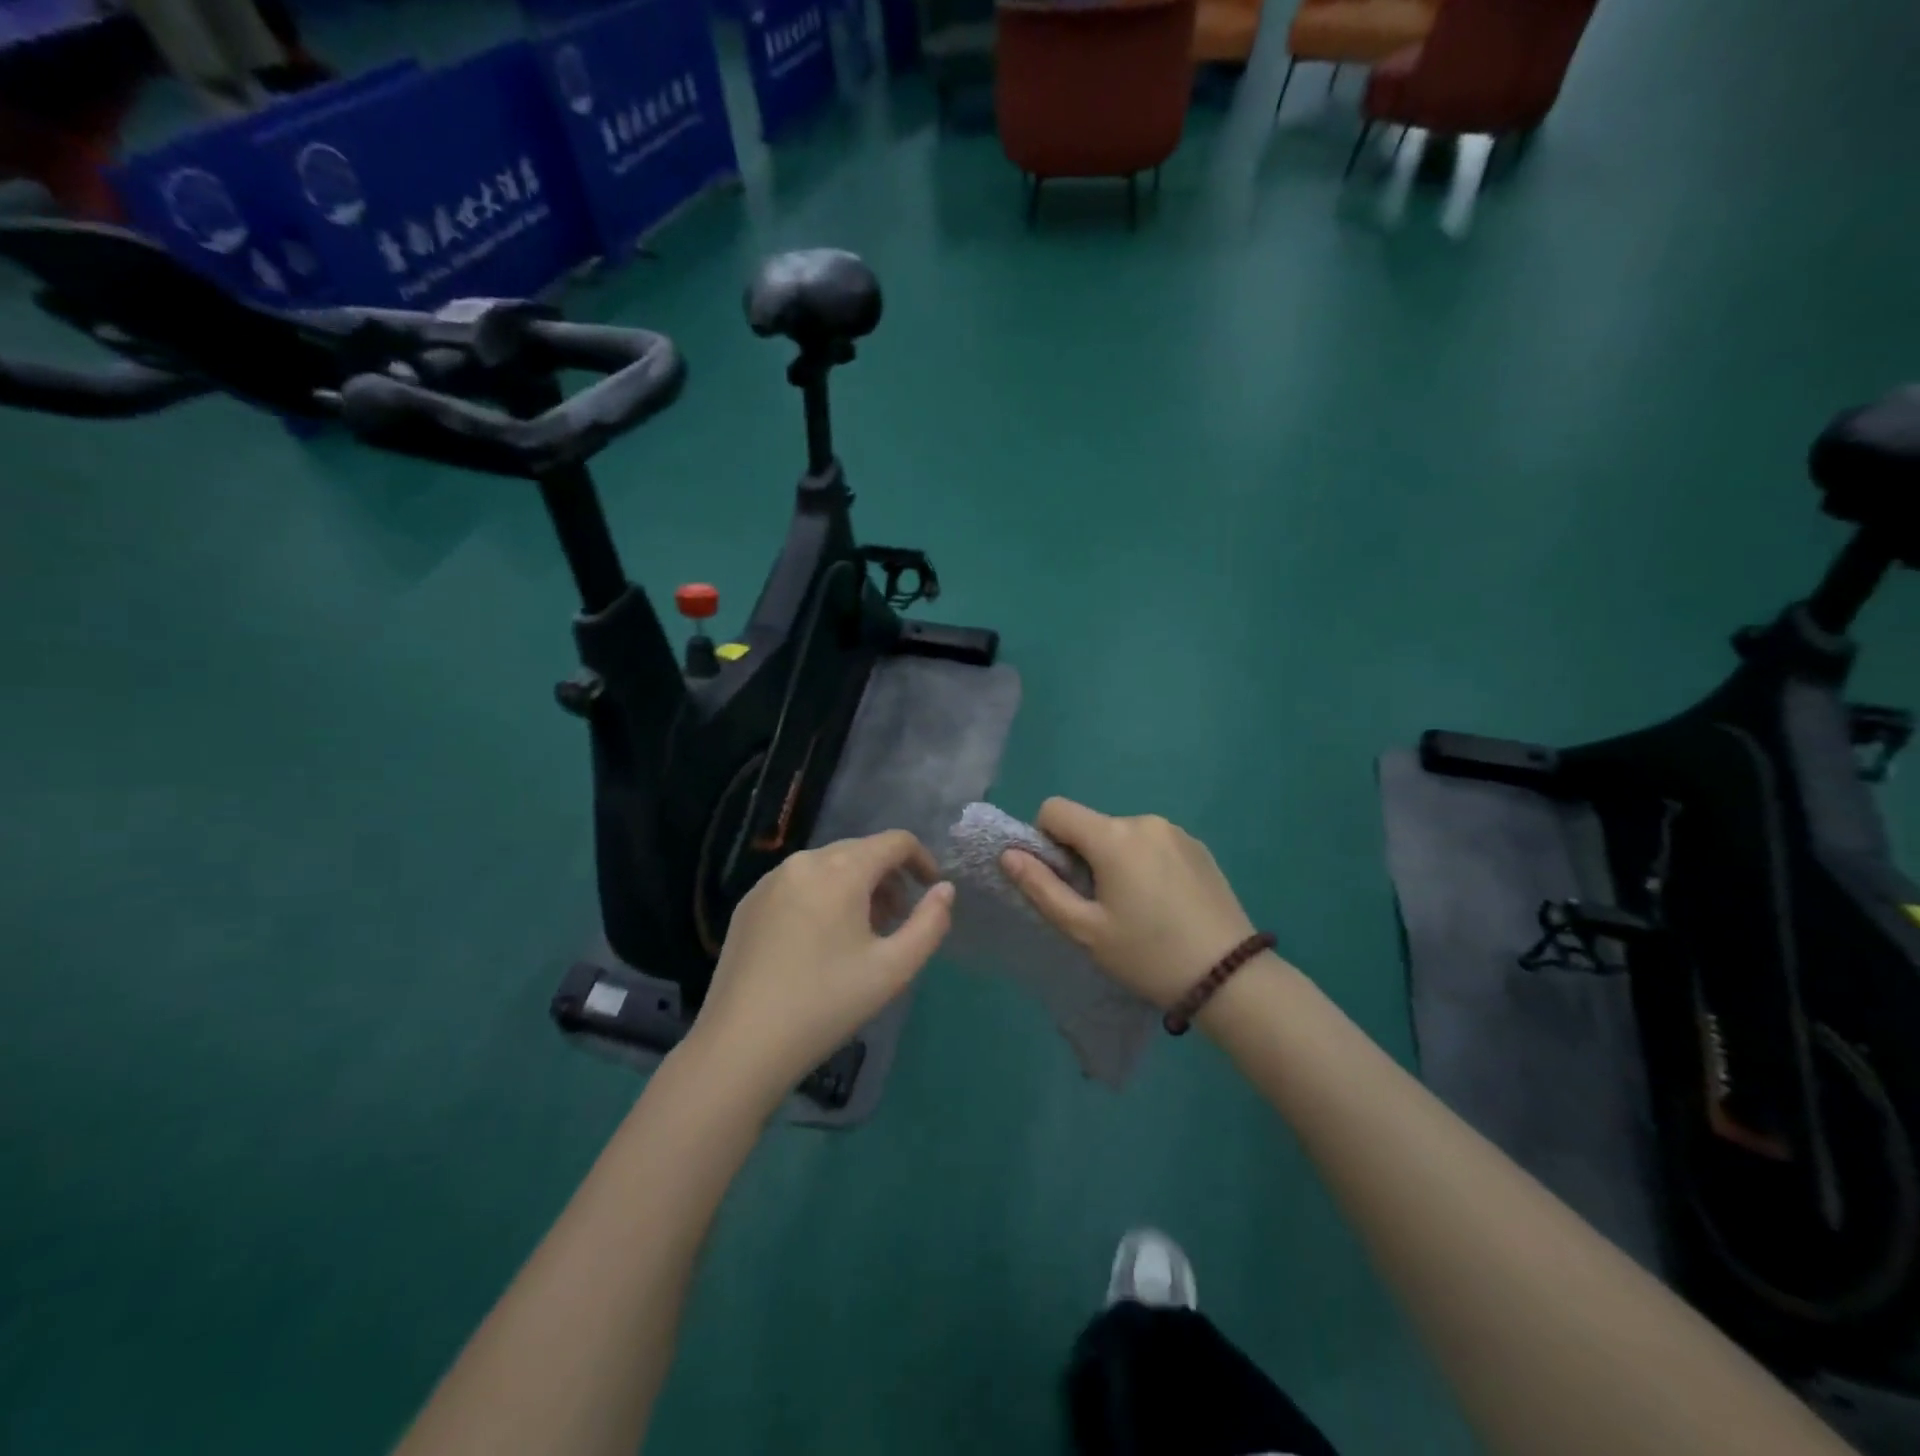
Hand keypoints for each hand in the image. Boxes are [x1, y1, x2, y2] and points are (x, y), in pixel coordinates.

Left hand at [688, 830, 954, 1110]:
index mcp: (841, 870)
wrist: (741, 1044)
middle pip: (860, 851)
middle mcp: (804, 862)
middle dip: (888, 877)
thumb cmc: (827, 1003)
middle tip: (897, 919)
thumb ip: (930, 922)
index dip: (922, 859)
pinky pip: (798, 884)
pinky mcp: (748, 903)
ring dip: (855, 887)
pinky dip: (822, 897)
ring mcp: (769, 881)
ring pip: (827, 867)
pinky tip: (818, 942)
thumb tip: (944, 890)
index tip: (931, 889)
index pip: (894, 841)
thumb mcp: (894, 968)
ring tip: (861, 933)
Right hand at [1001, 798, 1256, 1009]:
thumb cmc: (1147, 954)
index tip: (1062, 880)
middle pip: (1091, 825)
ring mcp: (1176, 831)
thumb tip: (1008, 854)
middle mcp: (1144, 820)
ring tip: (1136, 908)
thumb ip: (1041, 887)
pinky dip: (1144, 862)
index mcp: (1112, 836)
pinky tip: (1164, 903)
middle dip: (1082, 856)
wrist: (1229, 976)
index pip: (1055, 809)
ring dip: (1114, 859)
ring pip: (1122, 835)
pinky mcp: (1198, 847)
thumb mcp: (1085, 929)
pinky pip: (1153, 843)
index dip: (1045, 839)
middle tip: (1100, 905)